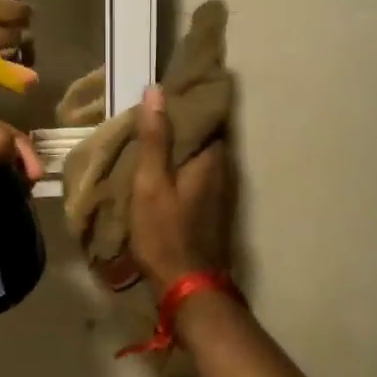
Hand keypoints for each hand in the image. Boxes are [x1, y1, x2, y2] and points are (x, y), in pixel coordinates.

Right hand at [129, 86, 235, 293]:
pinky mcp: (214, 209)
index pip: (208, 114)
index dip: (188, 99)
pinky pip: (198, 172)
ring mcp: (222, 191)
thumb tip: (156, 90)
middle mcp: (224, 169)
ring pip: (201, 154)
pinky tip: (161, 166)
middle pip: (205, 133)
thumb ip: (155, 138)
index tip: (166, 86)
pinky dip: (182, 164)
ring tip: (152, 132)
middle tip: (151, 108)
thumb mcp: (151, 182)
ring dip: (181, 144)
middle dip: (182, 120)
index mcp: (213, 157)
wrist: (188, 290)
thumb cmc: (166, 232)